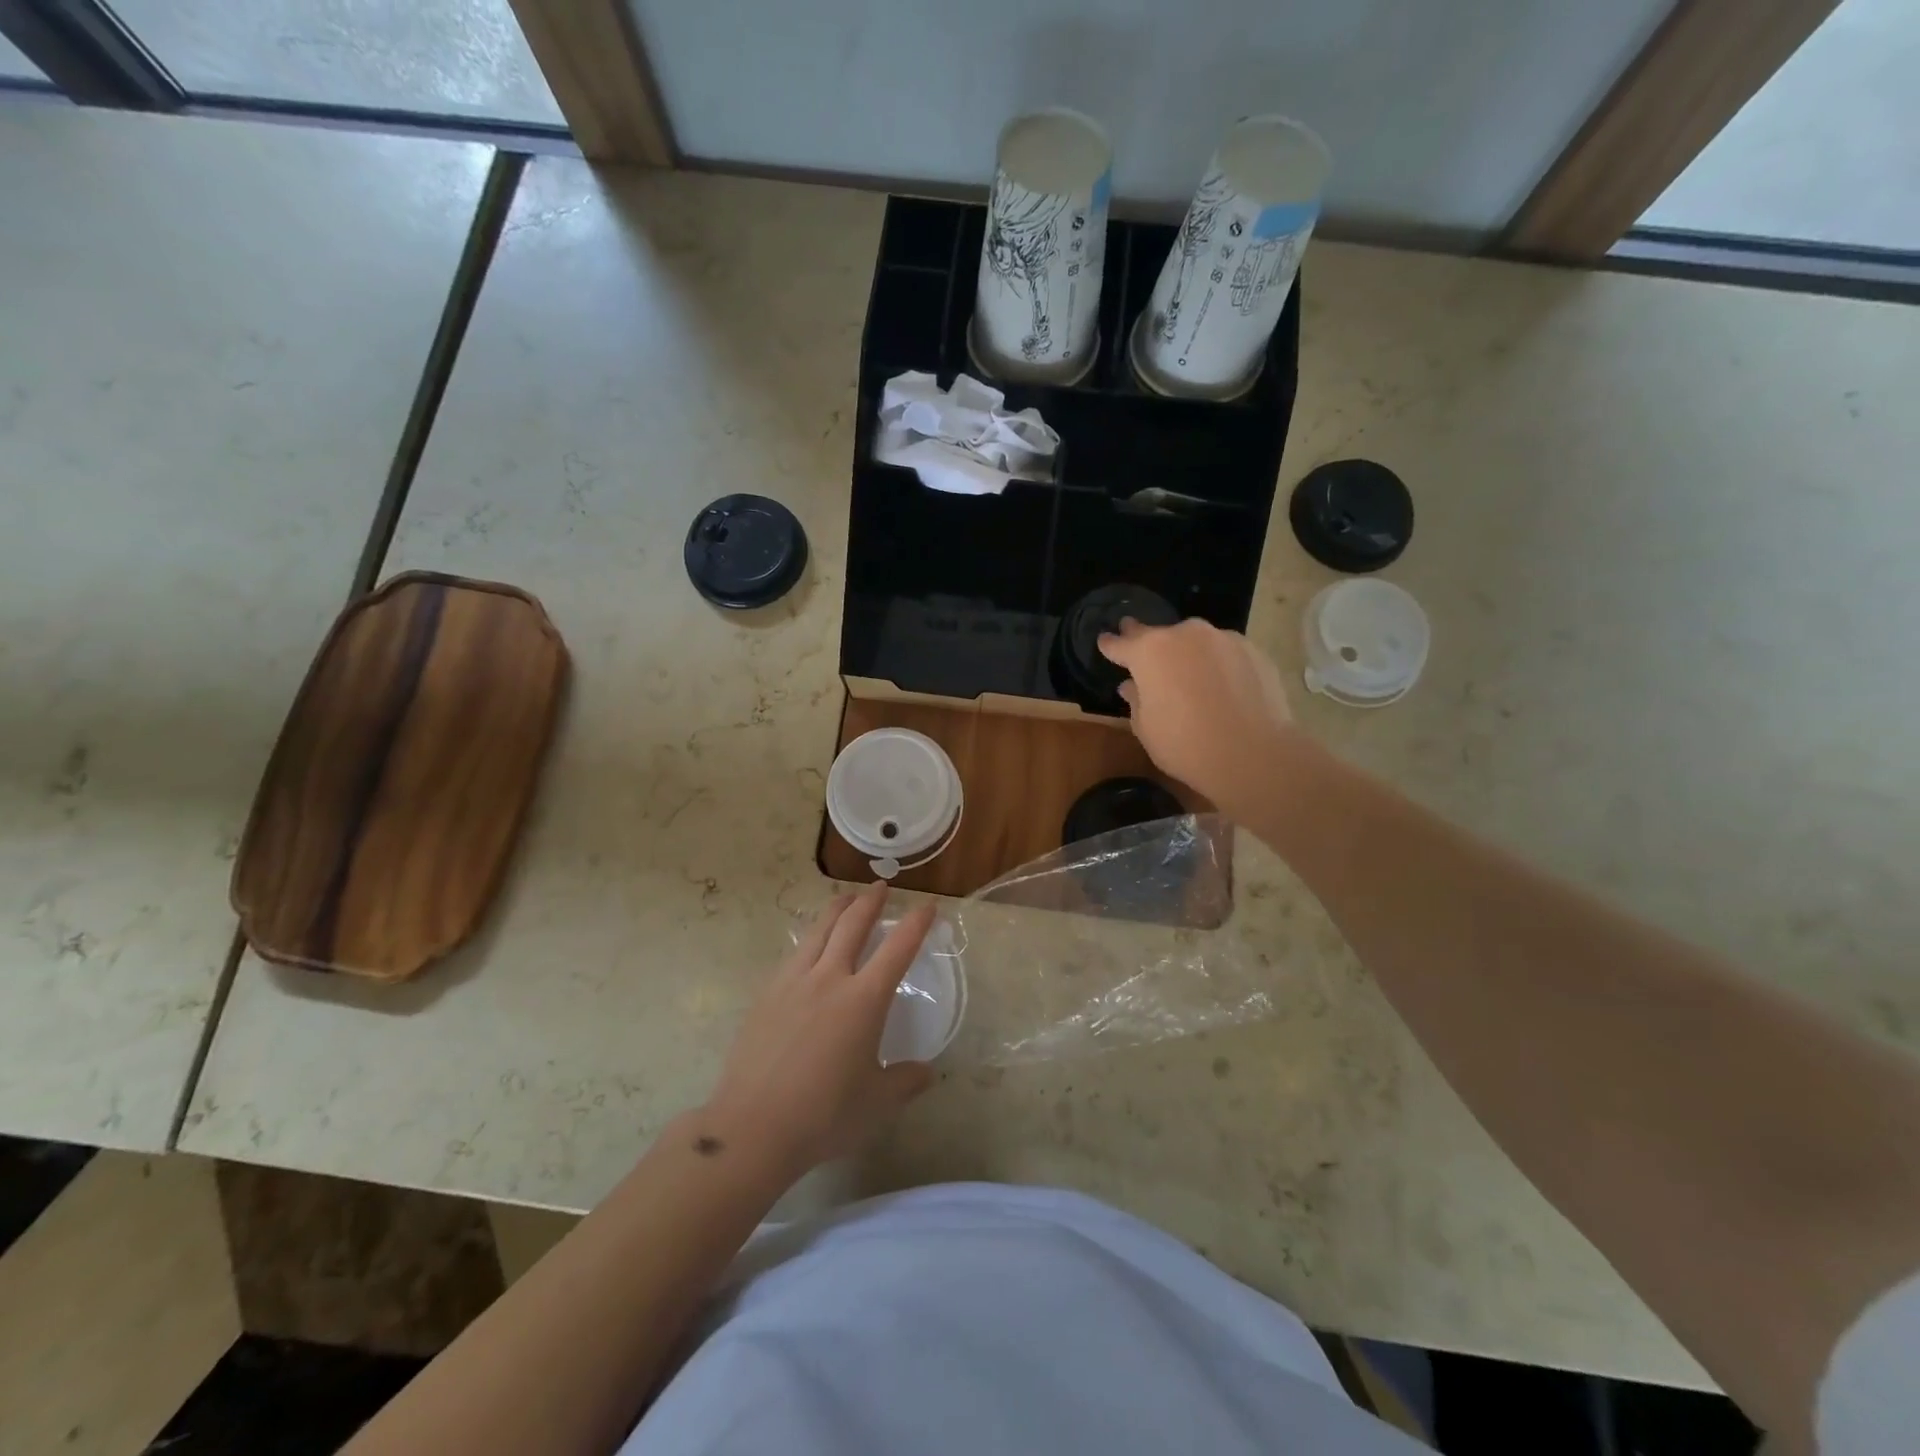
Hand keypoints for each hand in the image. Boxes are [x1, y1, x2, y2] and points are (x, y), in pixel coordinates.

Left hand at [701, 885, 935, 1179]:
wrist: (752, 1127)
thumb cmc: (824, 1115)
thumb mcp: (876, 1103)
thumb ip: (904, 1082)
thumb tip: (926, 1072)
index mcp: (864, 1000)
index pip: (898, 948)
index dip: (916, 923)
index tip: (928, 905)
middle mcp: (829, 978)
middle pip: (852, 925)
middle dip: (870, 901)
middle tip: (880, 887)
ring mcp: (793, 982)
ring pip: (818, 930)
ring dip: (837, 909)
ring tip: (845, 899)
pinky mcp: (766, 994)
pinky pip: (794, 954)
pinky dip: (810, 939)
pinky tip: (809, 947)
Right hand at [1097, 617, 1296, 814]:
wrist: (1253, 755)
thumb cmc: (1185, 745)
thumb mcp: (1146, 728)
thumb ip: (1136, 700)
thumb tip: (1132, 686)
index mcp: (1149, 651)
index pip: (1121, 643)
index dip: (1111, 645)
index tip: (1105, 641)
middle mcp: (1185, 635)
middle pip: (1160, 635)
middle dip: (1149, 644)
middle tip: (1143, 650)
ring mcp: (1223, 639)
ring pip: (1196, 642)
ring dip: (1188, 654)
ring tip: (1190, 677)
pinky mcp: (1253, 651)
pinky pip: (1225, 653)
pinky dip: (1218, 664)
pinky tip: (1222, 686)